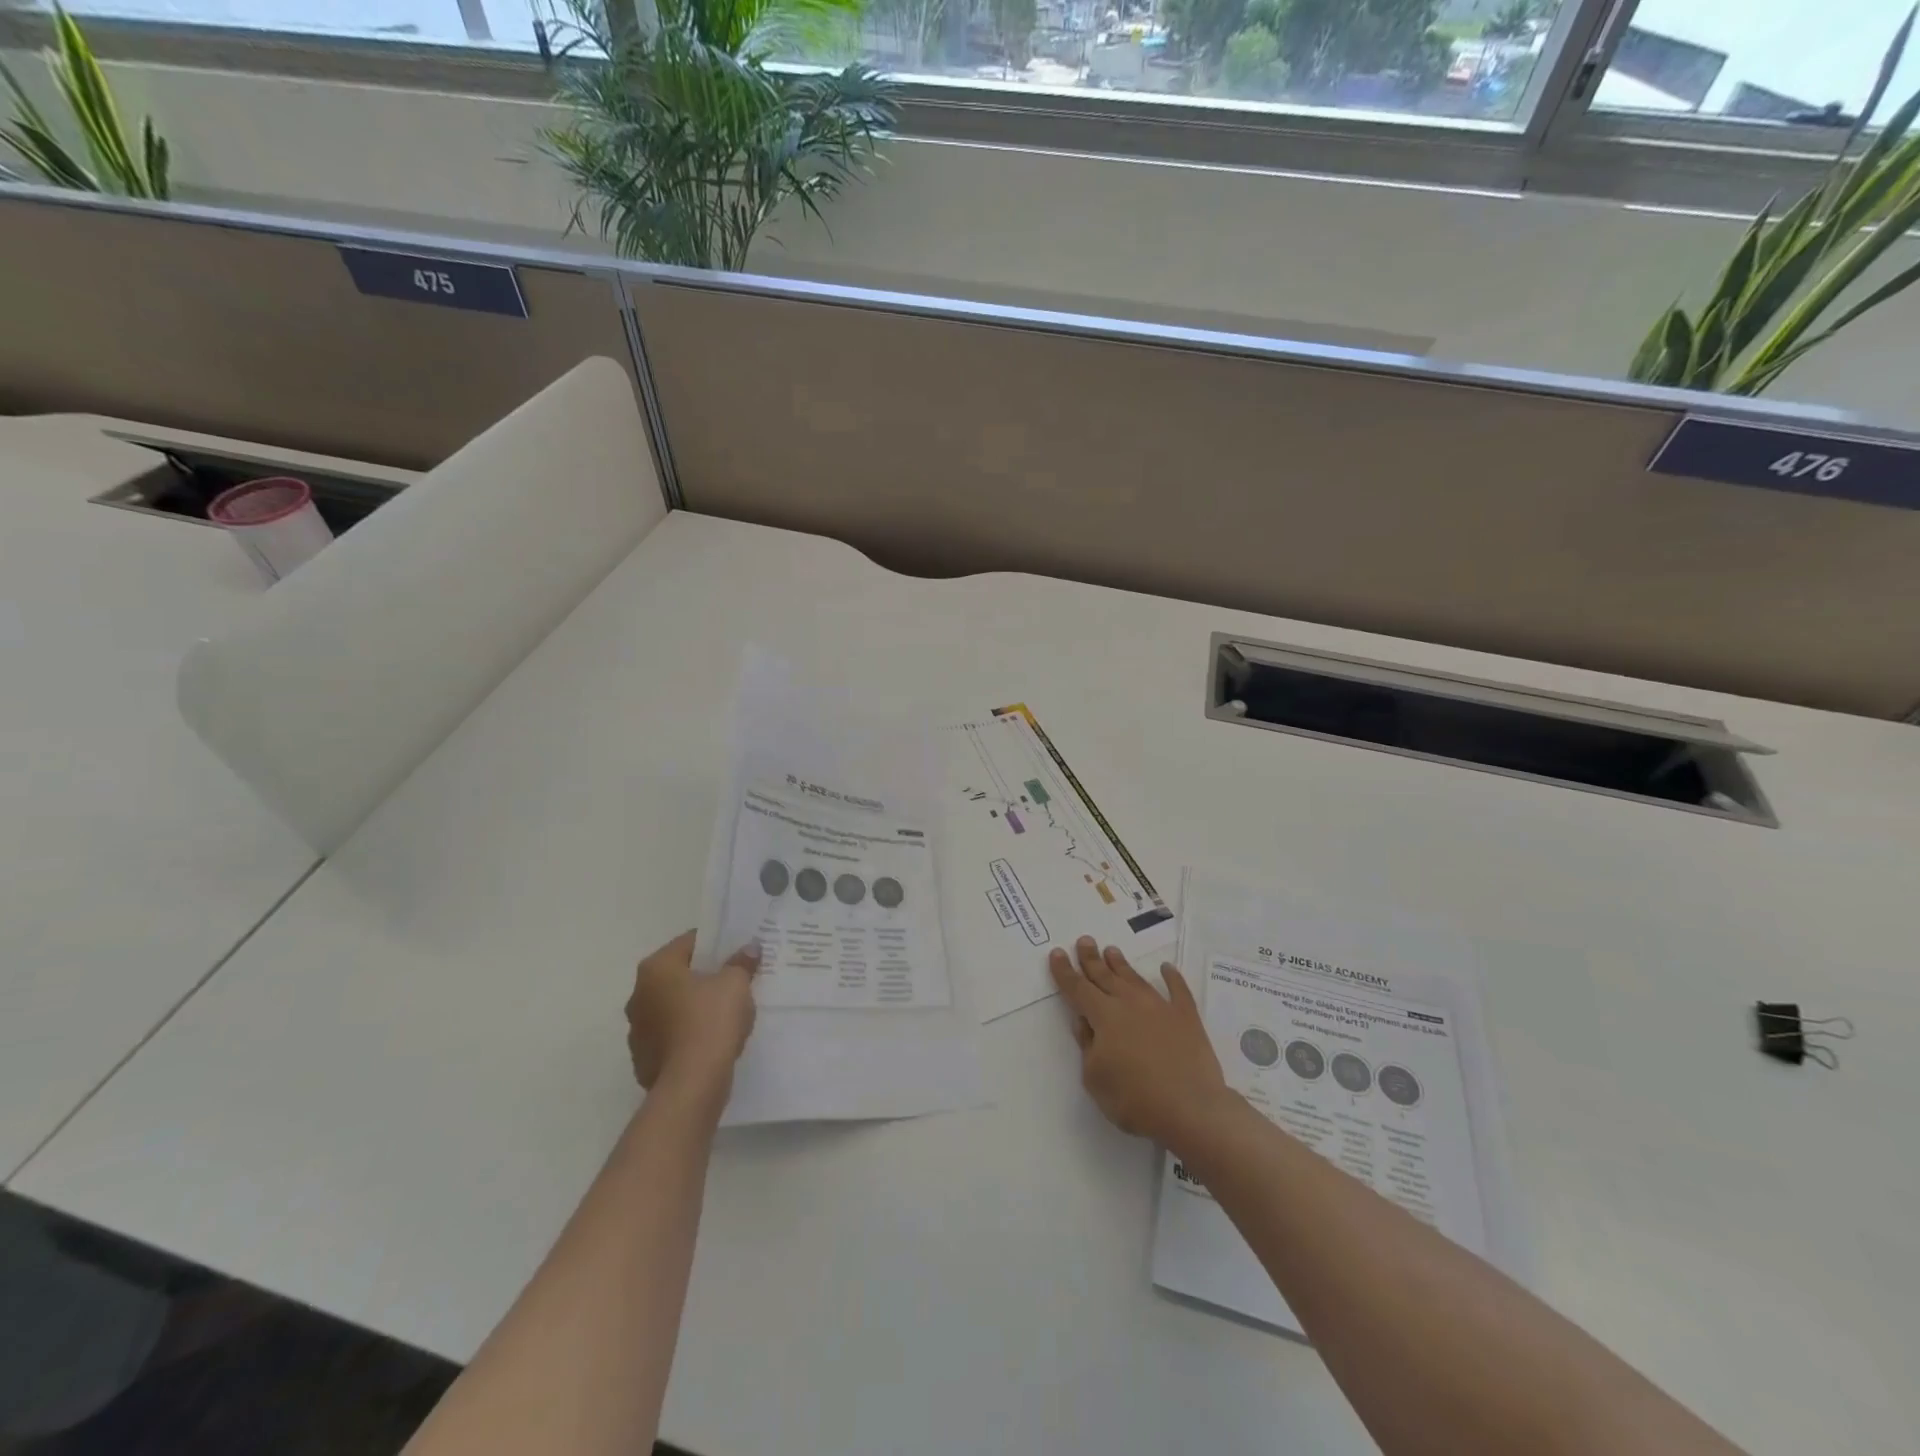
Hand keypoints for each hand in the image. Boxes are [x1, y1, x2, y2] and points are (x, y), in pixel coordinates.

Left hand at [625, 931, 758, 1098]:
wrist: (692, 1084)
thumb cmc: (711, 1021)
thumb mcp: (736, 984)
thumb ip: (741, 963)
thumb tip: (749, 948)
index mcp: (656, 968)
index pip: (689, 942)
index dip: (716, 943)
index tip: (736, 950)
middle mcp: (638, 994)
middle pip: (677, 975)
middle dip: (703, 976)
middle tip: (732, 979)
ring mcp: (637, 1029)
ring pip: (671, 1006)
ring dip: (692, 1006)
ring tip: (723, 1012)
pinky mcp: (643, 1058)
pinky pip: (670, 1035)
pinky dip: (686, 1033)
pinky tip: (709, 1040)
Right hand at [1049, 936, 1227, 1146]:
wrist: (1191, 1109)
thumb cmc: (1135, 1099)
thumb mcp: (1095, 1078)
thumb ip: (1087, 1046)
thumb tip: (1085, 1022)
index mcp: (1104, 1016)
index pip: (1077, 988)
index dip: (1065, 972)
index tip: (1057, 953)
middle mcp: (1129, 1003)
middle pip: (1105, 976)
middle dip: (1091, 958)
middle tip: (1085, 940)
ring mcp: (1160, 1007)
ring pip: (1135, 978)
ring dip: (1121, 964)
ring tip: (1111, 950)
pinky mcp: (1186, 1017)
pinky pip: (1178, 990)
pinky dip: (1172, 977)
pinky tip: (1166, 968)